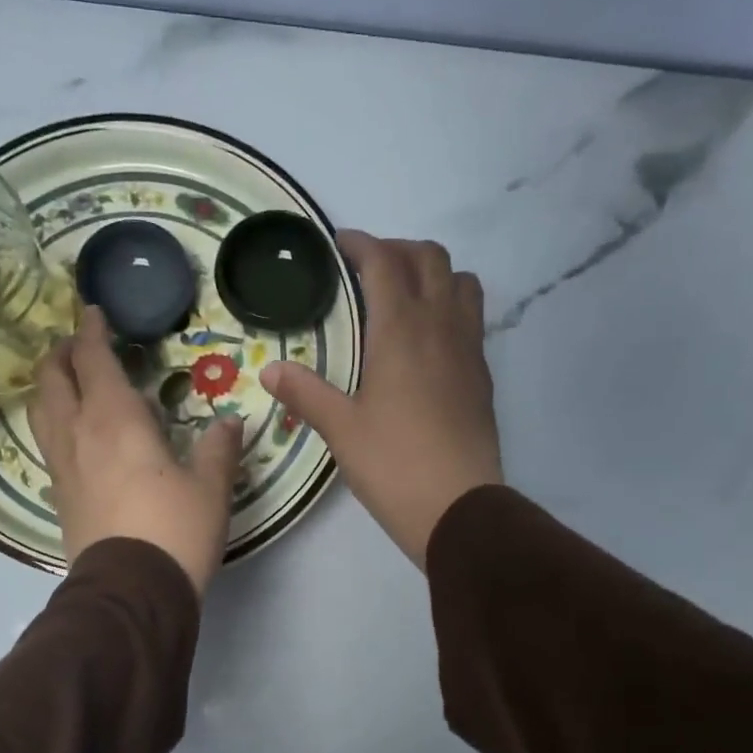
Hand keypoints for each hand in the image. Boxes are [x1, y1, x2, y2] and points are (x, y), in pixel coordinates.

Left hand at [30, 307, 243, 596]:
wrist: (133, 592)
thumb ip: (219, 449)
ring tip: (66, 383)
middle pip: (53, 380)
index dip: (91, 331)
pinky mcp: (59, 499)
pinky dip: (54, 426)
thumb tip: (232, 422)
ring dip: (50, 388)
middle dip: (62, 354)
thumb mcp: (210, 488)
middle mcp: (78, 435)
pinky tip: (71, 438)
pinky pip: (49, 447)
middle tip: (78, 345)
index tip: (92, 312)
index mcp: (115, 420)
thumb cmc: (176, 530)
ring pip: (42, 412)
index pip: (94, 360)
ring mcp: (62, 468)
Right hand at [261, 232, 501, 568]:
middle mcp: (441, 326)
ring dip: (433, 274)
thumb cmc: (393, 465)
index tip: (338, 246)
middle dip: (398, 251)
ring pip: (461, 282)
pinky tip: (426, 341)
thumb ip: (305, 393)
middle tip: (367, 270)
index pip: (384, 262)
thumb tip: (270, 370)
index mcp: (402, 330)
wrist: (458, 508)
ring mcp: (469, 349)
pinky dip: (449, 307)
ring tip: (404, 297)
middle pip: (430, 259)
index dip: (360, 244)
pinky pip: (471, 319)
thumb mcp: (341, 429)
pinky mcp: (482, 376)